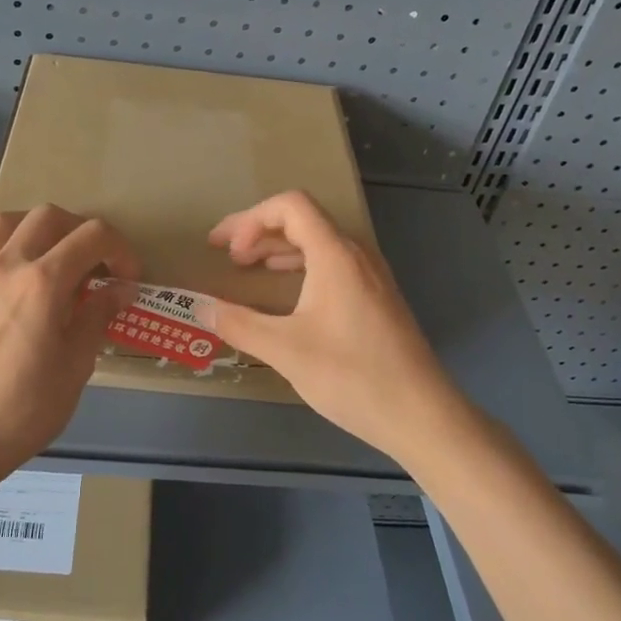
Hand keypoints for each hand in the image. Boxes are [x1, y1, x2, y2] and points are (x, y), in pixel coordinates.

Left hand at [0, 206, 139, 487]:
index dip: (120, 249)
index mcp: (44, 282)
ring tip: (45, 250)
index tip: (127, 278)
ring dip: (30, 226)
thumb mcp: (76, 365)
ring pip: (1, 220)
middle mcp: (6, 265)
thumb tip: (121, 288)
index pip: (92, 236)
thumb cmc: (25, 409)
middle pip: (48, 216)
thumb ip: (97, 316)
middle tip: (92, 262)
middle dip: (79, 230)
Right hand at [194, 191, 458, 461]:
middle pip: (303, 220)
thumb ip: (238, 324)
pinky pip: (333, 264)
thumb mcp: (285, 350)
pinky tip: (287, 295)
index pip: (290, 206)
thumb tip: (198, 306)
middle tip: (228, 257)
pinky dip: (301, 266)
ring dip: (279, 249)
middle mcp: (356, 255)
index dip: (250, 219)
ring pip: (319, 242)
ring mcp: (372, 276)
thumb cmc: (352, 376)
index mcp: (335, 255)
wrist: (422, 415)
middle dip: (258, 232)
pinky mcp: (378, 298)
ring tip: (250, 269)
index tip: (226, 251)